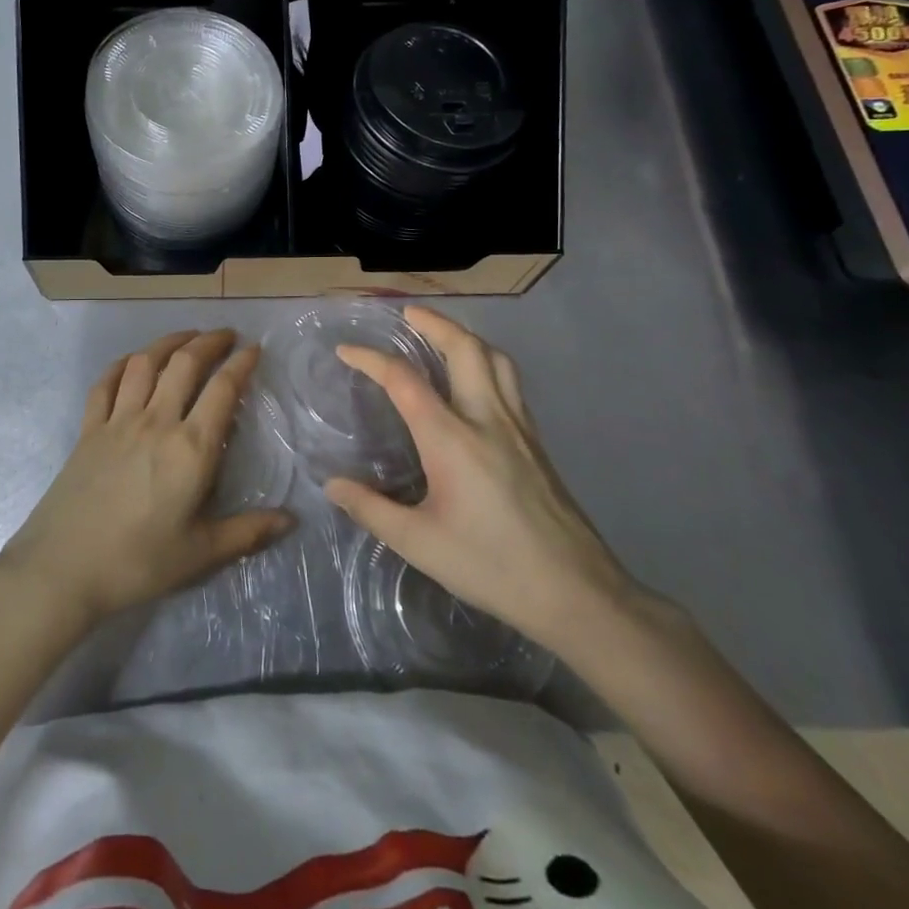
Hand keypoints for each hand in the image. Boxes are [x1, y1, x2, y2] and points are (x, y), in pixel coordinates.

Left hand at [0, 329, 292, 625]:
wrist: (62, 569)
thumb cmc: (137, 563)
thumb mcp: (200, 554)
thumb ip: (248, 532)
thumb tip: (292, 520)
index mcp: (191, 449)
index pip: (222, 390)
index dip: (241, 364)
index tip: (254, 349)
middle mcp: (156, 422)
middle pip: (184, 363)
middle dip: (209, 341)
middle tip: (226, 335)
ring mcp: (118, 421)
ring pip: (144, 363)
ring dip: (168, 342)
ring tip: (185, 337)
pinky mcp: (88, 429)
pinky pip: (105, 384)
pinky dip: (121, 365)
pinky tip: (131, 362)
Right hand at [324, 307, 640, 655]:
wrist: (577, 593)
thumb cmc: (492, 566)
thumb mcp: (419, 544)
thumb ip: (372, 509)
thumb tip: (332, 485)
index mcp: (452, 439)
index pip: (405, 380)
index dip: (371, 359)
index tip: (346, 351)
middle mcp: (487, 419)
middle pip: (465, 349)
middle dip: (434, 323)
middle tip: (408, 315)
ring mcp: (519, 428)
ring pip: (496, 360)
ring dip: (466, 337)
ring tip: (443, 337)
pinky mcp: (536, 443)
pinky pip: (510, 382)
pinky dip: (486, 363)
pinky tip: (476, 384)